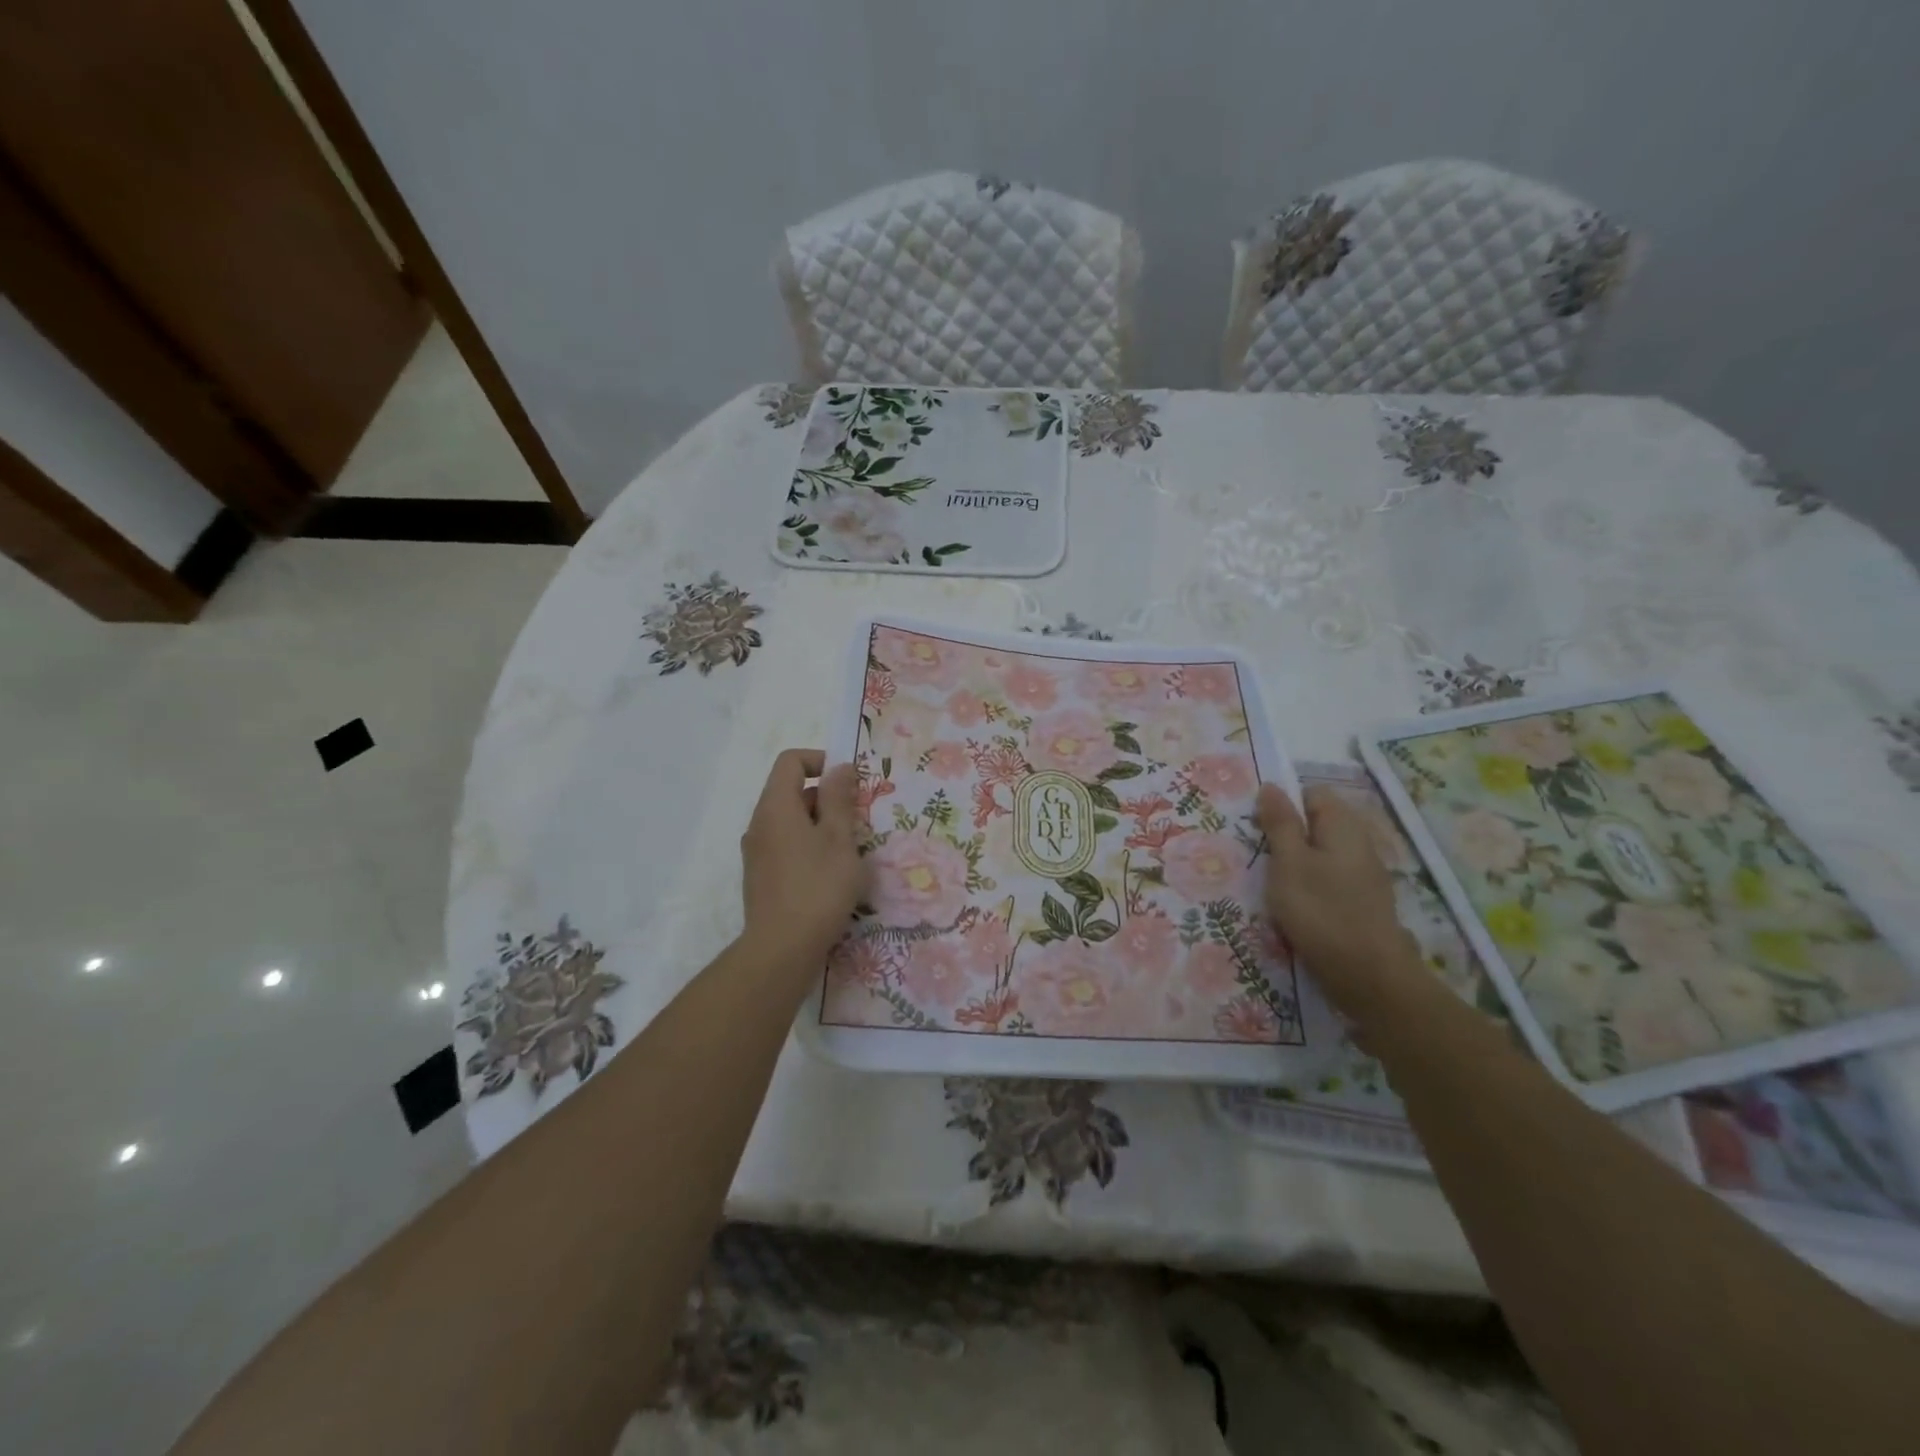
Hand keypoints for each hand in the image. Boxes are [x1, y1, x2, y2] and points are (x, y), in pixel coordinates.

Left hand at [740, 749, 865, 972]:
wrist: (782, 949)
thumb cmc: (818, 887)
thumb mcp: (839, 839)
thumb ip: (840, 799)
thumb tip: (839, 767)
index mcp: (776, 806)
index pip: (791, 761)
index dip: (821, 760)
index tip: (849, 782)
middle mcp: (760, 824)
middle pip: (791, 791)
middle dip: (827, 798)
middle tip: (857, 821)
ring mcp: (757, 852)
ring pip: (791, 822)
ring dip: (821, 826)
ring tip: (849, 852)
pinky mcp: (761, 877)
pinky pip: (787, 847)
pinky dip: (809, 848)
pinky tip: (831, 875)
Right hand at [1257, 783, 1425, 1022]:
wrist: (1369, 977)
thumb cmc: (1322, 911)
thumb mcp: (1289, 862)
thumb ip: (1280, 823)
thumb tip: (1272, 786)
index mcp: (1343, 826)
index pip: (1312, 794)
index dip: (1284, 803)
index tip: (1257, 827)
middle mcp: (1359, 844)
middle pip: (1317, 825)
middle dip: (1286, 836)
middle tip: (1258, 857)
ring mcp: (1363, 876)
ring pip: (1320, 855)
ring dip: (1294, 866)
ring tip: (1271, 885)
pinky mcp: (1361, 904)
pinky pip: (1328, 882)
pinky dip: (1309, 888)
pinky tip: (1293, 908)